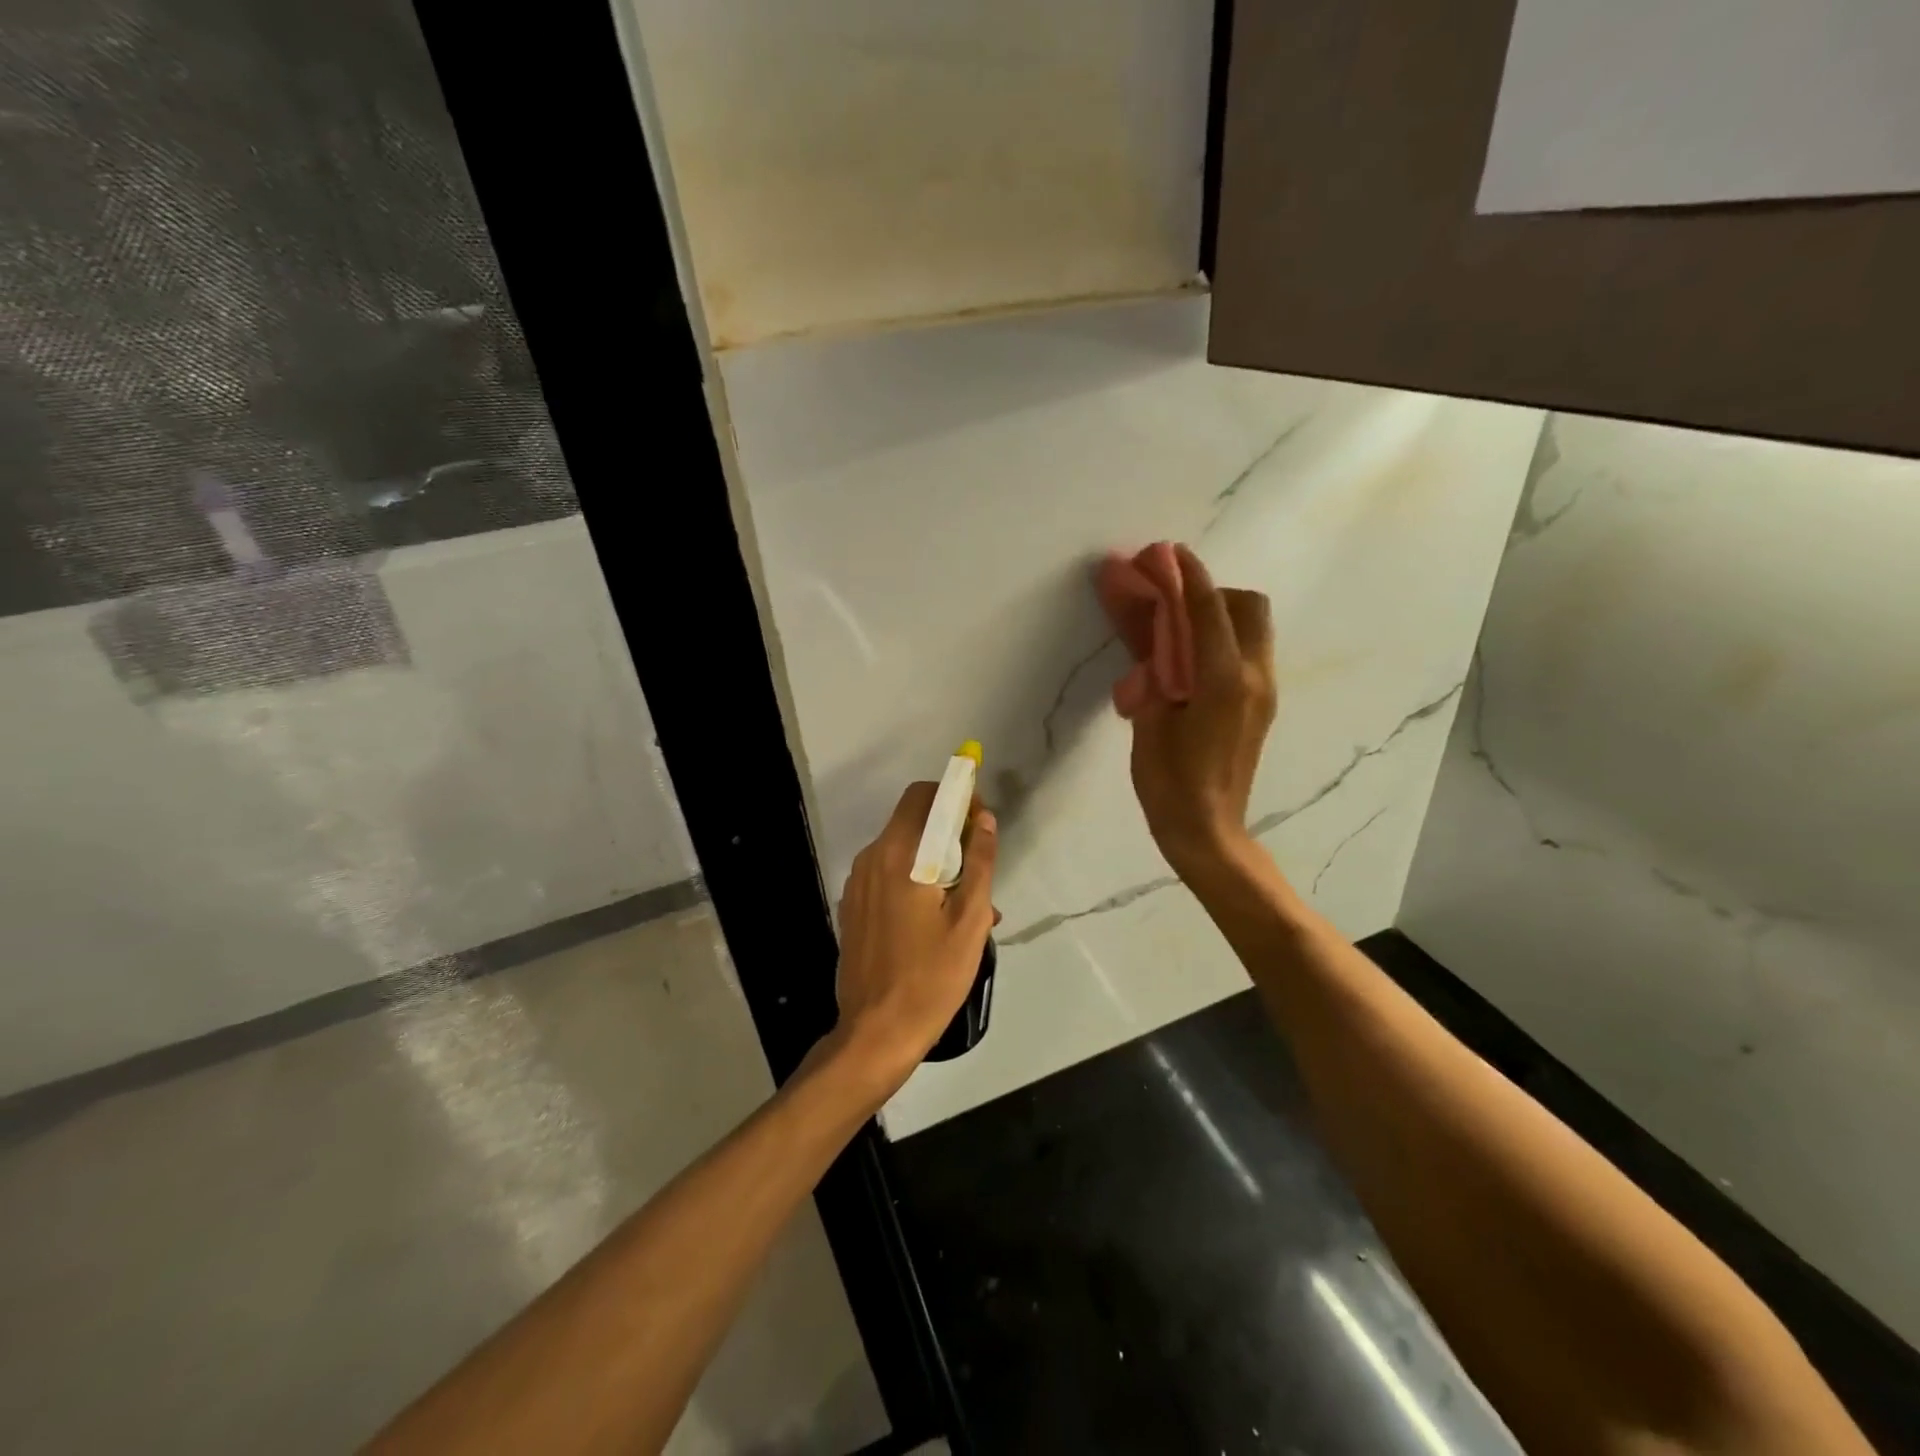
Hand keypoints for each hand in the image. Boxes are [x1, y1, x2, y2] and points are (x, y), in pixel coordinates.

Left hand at [831, 782, 998, 1086]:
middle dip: (949, 831)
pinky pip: (888, 877)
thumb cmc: (931, 976)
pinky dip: (915, 881)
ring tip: (968, 904)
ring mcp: (857, 885)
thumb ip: (980, 862)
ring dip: (935, 861)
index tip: (979, 822)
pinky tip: (938, 921)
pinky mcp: (853, 908)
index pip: (923, 796)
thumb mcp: (970, 920)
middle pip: (911, 821)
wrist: (875, 1033)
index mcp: (898, 855)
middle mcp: (871, 859)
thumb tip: (985, 820)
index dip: (955, 797)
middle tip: (979, 867)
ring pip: (902, 851)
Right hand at [1123, 545, 1276, 875]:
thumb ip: (1155, 673)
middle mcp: (1253, 676)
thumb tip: (1152, 638)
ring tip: (1181, 630)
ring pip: (1254, 627)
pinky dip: (1223, 639)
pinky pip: (1248, 651)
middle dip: (1211, 591)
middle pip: (1247, 606)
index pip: (1207, 609)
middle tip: (1172, 602)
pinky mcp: (1262, 704)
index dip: (1186, 576)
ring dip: (1220, 614)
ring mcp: (1263, 691)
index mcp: (1222, 680)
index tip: (1167, 552)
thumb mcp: (1149, 724)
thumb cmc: (1170, 784)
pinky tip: (1191, 661)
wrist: (1208, 831)